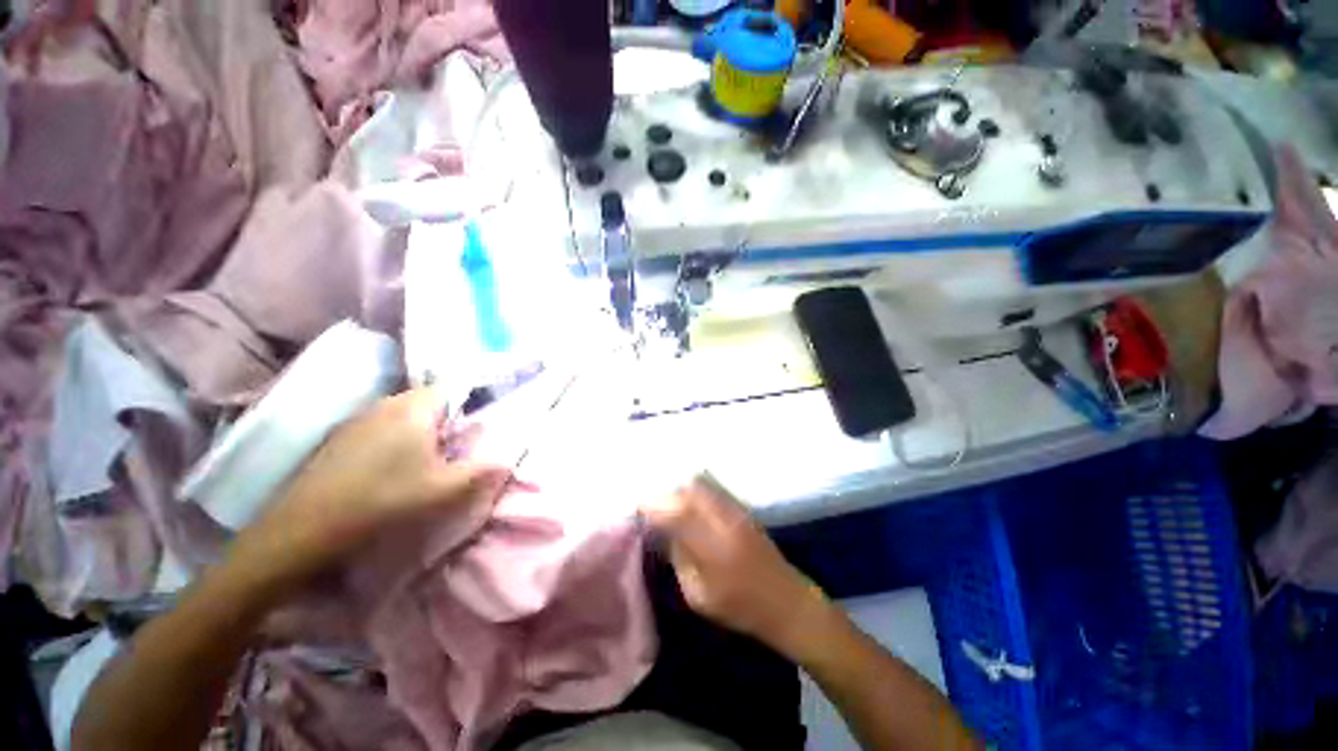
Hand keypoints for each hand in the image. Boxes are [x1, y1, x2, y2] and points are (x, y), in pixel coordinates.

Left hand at [237, 389, 510, 584]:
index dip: (467, 409)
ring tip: (422, 466)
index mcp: (413, 408)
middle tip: (451, 454)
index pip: (451, 390)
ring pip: (402, 416)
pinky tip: (388, 473)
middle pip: (427, 402)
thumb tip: (509, 459)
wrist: (303, 530)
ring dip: (418, 434)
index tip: (471, 436)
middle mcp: (384, 404)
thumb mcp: (443, 490)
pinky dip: (392, 443)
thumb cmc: (383, 501)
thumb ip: (482, 471)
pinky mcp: (339, 438)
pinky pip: (379, 429)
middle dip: (444, 424)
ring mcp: (357, 420)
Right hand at [642, 475, 832, 655]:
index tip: (638, 505)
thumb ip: (679, 557)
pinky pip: (713, 487)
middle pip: (688, 491)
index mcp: (711, 547)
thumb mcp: (698, 595)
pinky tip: (687, 495)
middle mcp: (723, 520)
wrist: (786, 600)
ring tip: (667, 497)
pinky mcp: (742, 507)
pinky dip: (695, 487)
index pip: (676, 514)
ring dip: (680, 488)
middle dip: (666, 493)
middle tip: (651, 502)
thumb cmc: (739, 607)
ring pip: (701, 484)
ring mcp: (735, 510)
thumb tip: (662, 530)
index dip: (654, 506)